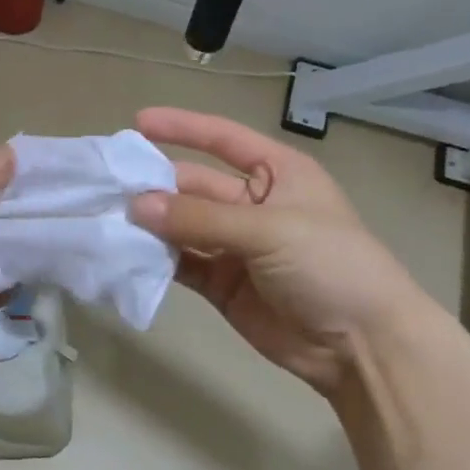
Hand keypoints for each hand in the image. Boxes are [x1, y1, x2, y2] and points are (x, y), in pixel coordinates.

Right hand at [129, 107, 441, 397]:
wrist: (363, 346)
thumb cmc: (331, 266)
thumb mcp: (270, 230)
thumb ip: (201, 218)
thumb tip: (136, 206)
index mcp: (278, 174)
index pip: (223, 139)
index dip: (182, 128)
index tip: (137, 122)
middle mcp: (252, 204)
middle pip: (194, 185)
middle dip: (155, 185)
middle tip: (108, 187)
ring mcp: (235, 246)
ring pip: (182, 226)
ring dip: (150, 223)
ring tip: (107, 218)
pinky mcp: (221, 284)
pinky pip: (182, 263)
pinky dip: (155, 259)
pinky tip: (126, 254)